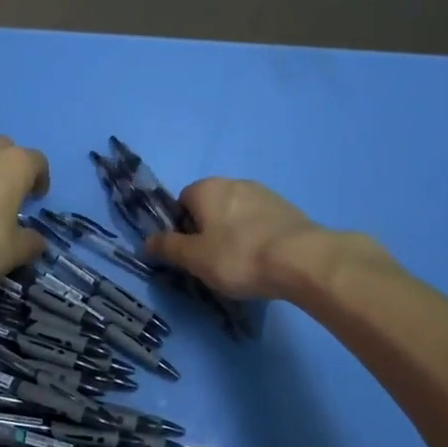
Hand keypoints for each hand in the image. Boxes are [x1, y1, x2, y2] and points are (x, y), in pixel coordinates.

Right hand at [144, 177, 327, 300]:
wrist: (301, 259)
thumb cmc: (238, 256)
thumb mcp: (194, 258)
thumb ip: (168, 247)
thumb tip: (146, 241)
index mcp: (206, 188)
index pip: (182, 202)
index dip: (182, 228)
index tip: (192, 254)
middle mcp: (234, 182)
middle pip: (210, 207)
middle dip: (209, 231)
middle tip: (215, 262)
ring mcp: (264, 193)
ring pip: (237, 214)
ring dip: (234, 233)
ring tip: (243, 264)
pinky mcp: (287, 208)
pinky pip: (260, 222)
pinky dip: (257, 237)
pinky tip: (265, 260)